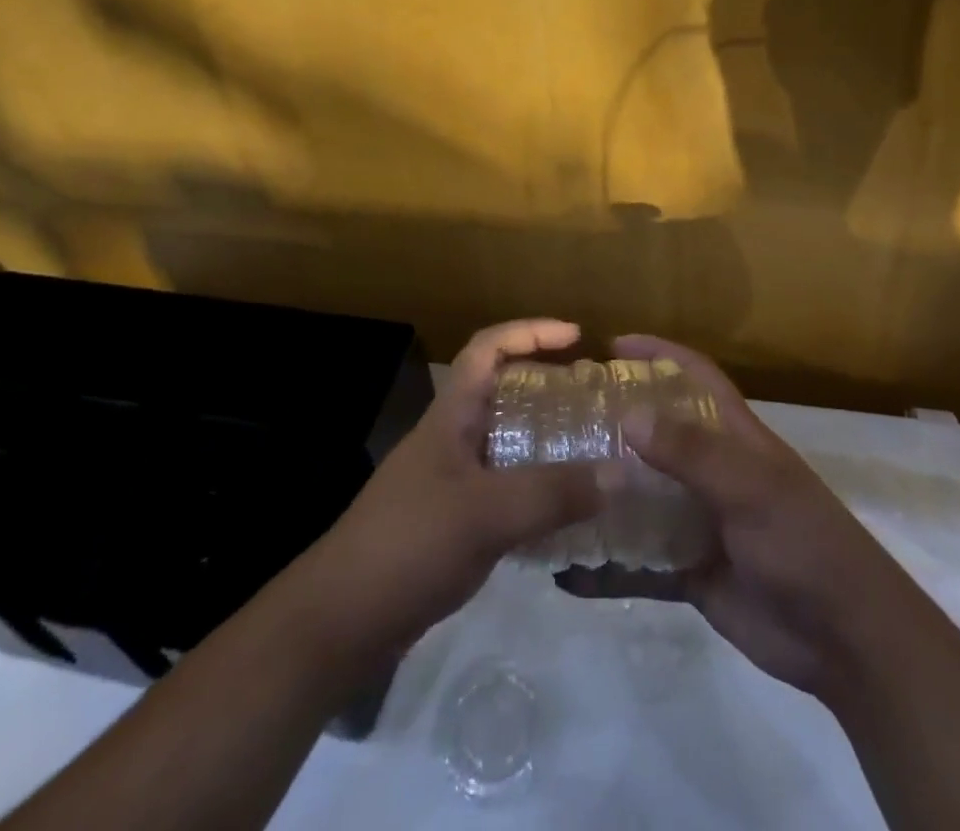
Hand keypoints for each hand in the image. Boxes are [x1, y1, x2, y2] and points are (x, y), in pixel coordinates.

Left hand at [295, 319, 600, 663]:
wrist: (337, 626)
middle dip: (547, 386)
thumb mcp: (484, 514)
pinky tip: (566, 515)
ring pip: (506, 444)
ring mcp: (449, 483)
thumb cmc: (406, 546)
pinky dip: (536, 491)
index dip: (530, 332)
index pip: (487, 348)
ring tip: (593, 452)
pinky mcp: (452, 525)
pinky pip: (504, 491)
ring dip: (545, 442)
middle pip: (501, 393)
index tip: (576, 337)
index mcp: (450, 416)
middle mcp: (450, 440)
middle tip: (594, 400)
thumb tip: (621, 473)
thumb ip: (551, 493)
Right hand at [557, 334, 922, 705]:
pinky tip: (566, 566)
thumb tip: (628, 414)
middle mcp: (714, 471)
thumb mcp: (751, 488)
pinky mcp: (691, 569)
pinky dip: (608, 564)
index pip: (695, 376)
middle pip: (659, 432)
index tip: (611, 345)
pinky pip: (640, 560)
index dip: (659, 353)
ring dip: (605, 489)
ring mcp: (700, 520)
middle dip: (616, 420)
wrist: (844, 639)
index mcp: (735, 437)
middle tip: (561, 417)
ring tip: (552, 481)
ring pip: (643, 495)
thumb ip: (692, 451)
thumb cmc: (803, 543)